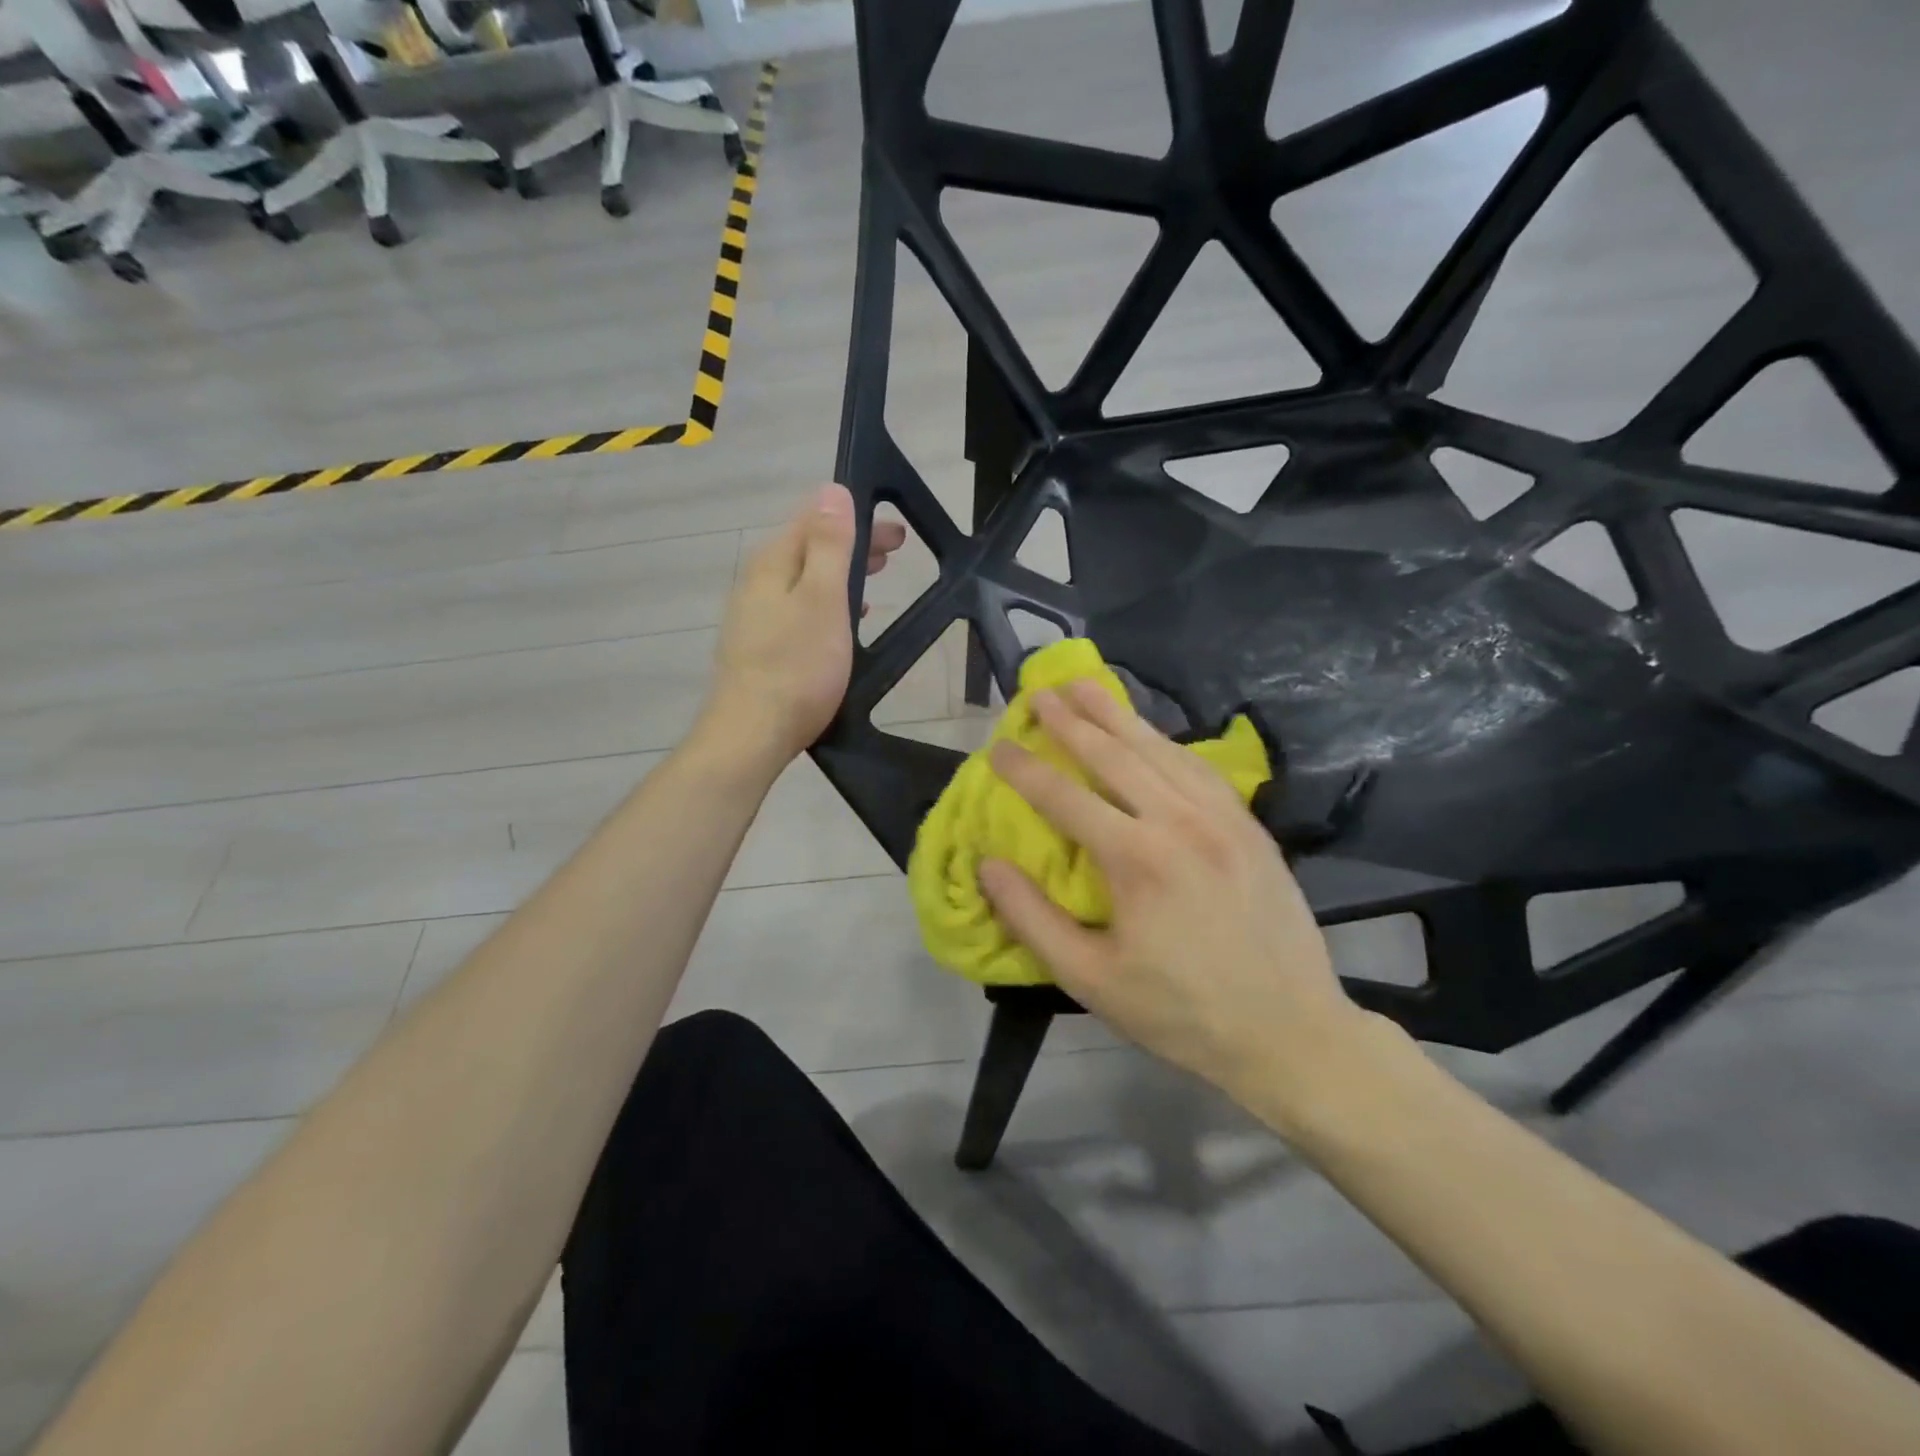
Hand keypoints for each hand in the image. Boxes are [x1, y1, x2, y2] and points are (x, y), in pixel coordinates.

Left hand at [701, 484, 905, 767]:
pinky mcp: (759, 645)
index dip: (855, 518)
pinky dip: (827, 602)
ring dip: (842, 573)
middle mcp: (758, 582)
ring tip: (875, 578)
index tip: (896, 530)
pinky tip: (843, 620)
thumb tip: (832, 491)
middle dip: (852, 544)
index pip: (814, 520)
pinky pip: (800, 607)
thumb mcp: (823, 599)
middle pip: (809, 549)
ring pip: (805, 579)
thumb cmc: (797, 666)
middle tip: (895, 551)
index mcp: (774, 563)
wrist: (752, 733)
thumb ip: (829, 545)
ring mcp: (755, 615)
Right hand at [978, 680, 1367, 1126]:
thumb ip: (1032, 918)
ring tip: (1085, 687)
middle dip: (1071, 721)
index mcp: (1137, 860)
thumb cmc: (1181, 1013)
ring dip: (1118, 715)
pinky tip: (1150, 733)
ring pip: (1160, 751)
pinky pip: (1199, 768)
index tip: (998, 746)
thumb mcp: (1090, 980)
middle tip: (1039, 692)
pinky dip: (1165, 743)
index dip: (1025, 770)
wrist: (1291, 1032)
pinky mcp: (1250, 826)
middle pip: (1114, 756)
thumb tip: (988, 864)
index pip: (1065, 797)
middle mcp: (1180, 822)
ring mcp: (1222, 818)